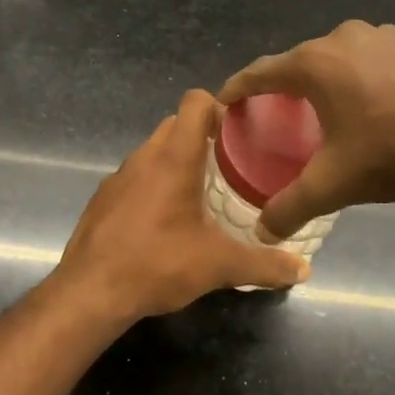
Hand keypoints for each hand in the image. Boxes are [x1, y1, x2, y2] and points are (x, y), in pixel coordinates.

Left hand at [54, 89, 309, 320]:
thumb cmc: (158, 264)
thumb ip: (264, 265)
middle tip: (231, 164)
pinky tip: (166, 219)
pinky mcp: (103, 199)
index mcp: (174, 158)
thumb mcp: (219, 266)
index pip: (194, 102)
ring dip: (177, 161)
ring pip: (153, 151)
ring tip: (203, 192)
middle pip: (175, 124)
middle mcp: (144, 157)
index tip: (239, 130)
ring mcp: (118, 177)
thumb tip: (304, 269)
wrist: (90, 292)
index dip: (219, 106)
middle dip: (202, 135)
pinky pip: (135, 177)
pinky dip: (154, 185)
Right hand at [220, 21, 394, 238]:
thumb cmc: (394, 150)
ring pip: (339, 58)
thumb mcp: (335, 184)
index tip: (224, 100)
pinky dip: (360, 79)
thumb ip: (292, 207)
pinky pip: (372, 60)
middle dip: (284, 86)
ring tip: (325, 110)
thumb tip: (262, 232)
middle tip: (275, 113)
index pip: (261, 72)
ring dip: (326, 81)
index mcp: (315, 64)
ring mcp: (384, 37)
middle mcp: (344, 39)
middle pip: (300, 62)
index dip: (238, 88)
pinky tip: (374, 105)